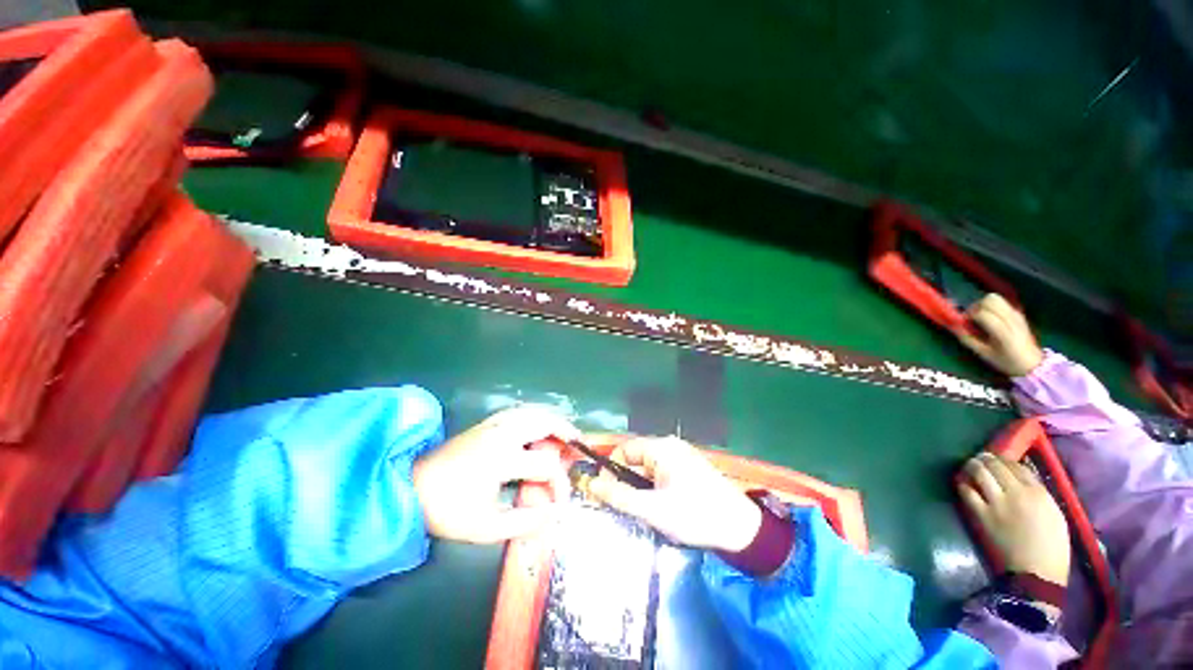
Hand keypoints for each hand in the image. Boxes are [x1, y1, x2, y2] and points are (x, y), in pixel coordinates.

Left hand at [412, 405, 578, 543]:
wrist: (412, 488)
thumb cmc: (448, 510)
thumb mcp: (486, 527)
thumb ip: (525, 523)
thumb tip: (555, 515)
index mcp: (503, 457)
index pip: (546, 464)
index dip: (560, 484)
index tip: (561, 503)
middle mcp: (503, 433)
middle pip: (546, 421)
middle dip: (568, 433)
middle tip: (579, 446)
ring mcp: (495, 423)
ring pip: (535, 411)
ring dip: (554, 421)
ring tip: (565, 436)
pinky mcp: (488, 422)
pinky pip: (522, 411)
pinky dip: (538, 416)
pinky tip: (540, 429)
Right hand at [587, 436, 761, 551]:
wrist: (742, 529)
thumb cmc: (694, 515)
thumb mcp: (652, 509)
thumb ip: (619, 496)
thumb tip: (592, 484)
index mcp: (661, 448)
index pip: (624, 450)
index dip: (611, 470)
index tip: (606, 495)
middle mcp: (670, 446)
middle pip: (636, 459)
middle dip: (627, 482)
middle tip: (626, 509)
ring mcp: (681, 457)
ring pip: (648, 469)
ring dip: (641, 488)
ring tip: (646, 512)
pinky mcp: (689, 469)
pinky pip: (662, 474)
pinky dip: (655, 489)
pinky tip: (661, 509)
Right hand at [958, 294, 1044, 376]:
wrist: (1032, 363)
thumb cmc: (1006, 361)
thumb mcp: (984, 354)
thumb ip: (968, 339)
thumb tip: (954, 326)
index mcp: (1003, 332)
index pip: (982, 313)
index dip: (969, 315)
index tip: (965, 323)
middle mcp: (1011, 319)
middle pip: (990, 300)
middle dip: (977, 306)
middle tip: (972, 317)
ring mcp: (1016, 315)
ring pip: (996, 298)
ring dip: (984, 304)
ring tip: (980, 315)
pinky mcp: (1018, 313)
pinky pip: (1002, 302)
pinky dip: (992, 306)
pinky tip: (991, 317)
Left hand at [958, 453, 1070, 594]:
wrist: (1037, 573)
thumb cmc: (1053, 547)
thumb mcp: (1055, 515)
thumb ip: (1040, 494)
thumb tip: (1024, 480)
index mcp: (1039, 493)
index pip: (1019, 467)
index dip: (1007, 460)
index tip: (1000, 458)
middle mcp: (1017, 493)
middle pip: (996, 466)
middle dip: (987, 458)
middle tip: (981, 457)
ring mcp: (997, 502)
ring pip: (980, 473)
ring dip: (973, 466)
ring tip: (971, 464)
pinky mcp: (982, 514)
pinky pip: (968, 492)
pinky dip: (964, 484)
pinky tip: (963, 482)